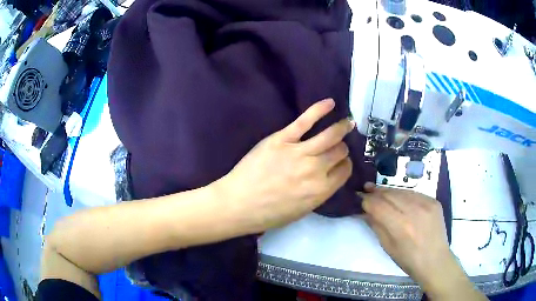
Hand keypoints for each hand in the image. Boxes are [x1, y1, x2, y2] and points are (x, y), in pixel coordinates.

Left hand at [217, 98, 353, 232]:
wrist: (239, 204)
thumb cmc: (269, 213)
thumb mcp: (302, 211)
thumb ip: (319, 193)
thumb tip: (329, 177)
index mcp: (322, 190)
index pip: (345, 170)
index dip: (345, 164)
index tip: (341, 161)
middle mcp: (316, 169)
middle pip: (340, 151)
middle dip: (342, 148)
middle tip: (338, 145)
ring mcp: (299, 152)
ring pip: (330, 135)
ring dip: (341, 127)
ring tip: (346, 122)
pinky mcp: (282, 139)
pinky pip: (305, 121)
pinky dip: (319, 110)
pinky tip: (330, 103)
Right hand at [361, 185, 486, 299]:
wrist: (435, 260)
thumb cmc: (409, 260)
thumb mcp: (388, 247)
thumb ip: (376, 226)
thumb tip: (365, 211)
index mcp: (401, 226)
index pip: (378, 205)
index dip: (367, 200)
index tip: (359, 198)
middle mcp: (414, 211)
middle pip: (390, 194)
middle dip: (376, 192)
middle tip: (366, 188)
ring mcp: (426, 203)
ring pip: (402, 191)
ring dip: (389, 191)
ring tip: (380, 191)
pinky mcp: (434, 201)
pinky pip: (414, 194)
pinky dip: (404, 195)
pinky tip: (399, 198)